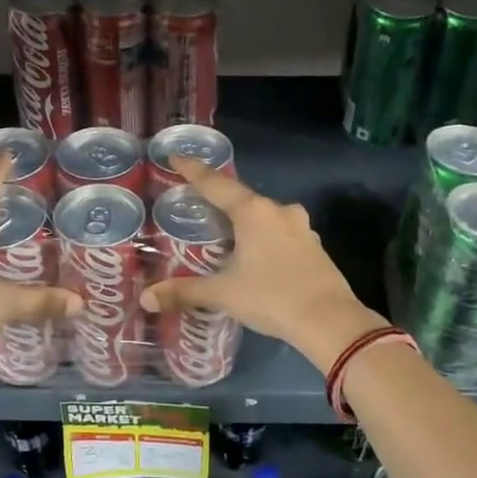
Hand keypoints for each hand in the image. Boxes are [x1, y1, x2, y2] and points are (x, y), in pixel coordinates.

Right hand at [139, 157, 388, 371]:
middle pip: (243, 199)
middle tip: (200, 207)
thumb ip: (185, 292)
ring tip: (228, 235)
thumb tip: (147, 298)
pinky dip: (265, 239)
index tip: (177, 157)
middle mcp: (278, 211)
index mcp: (253, 212)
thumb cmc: (271, 297)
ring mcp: (301, 228)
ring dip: (246, 222)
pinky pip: (281, 234)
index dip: (194, 171)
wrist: (329, 320)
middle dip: (221, 202)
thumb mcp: (223, 294)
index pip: (216, 184)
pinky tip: (258, 256)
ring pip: (265, 217)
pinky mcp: (315, 247)